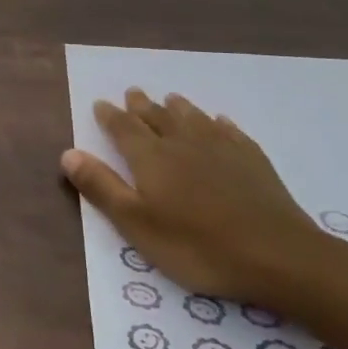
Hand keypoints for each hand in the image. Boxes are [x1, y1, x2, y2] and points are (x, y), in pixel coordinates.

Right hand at [61, 88, 334, 307]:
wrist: (279, 256)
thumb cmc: (197, 246)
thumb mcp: (137, 224)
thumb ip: (101, 187)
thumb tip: (68, 152)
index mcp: (151, 158)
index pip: (124, 128)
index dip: (110, 116)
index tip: (100, 103)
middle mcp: (183, 144)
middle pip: (158, 117)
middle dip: (142, 106)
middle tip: (133, 92)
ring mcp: (222, 150)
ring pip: (194, 119)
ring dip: (178, 108)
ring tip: (171, 99)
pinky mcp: (254, 162)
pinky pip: (231, 133)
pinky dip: (220, 124)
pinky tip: (220, 122)